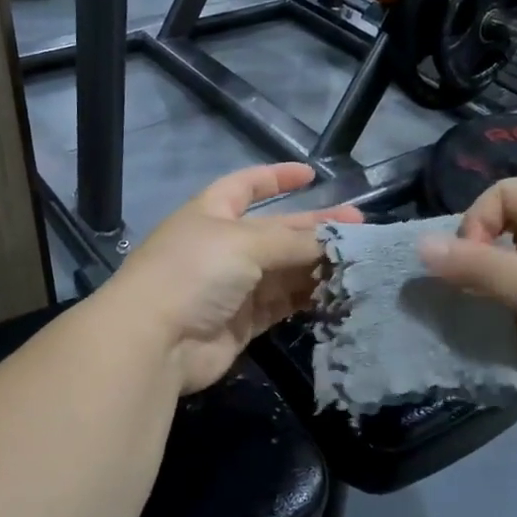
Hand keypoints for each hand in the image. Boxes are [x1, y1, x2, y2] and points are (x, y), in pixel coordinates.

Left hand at [104, 162, 362, 394]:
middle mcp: (222, 246)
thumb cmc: (194, 272)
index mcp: (212, 212)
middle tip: (361, 227)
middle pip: (276, 231)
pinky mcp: (242, 322)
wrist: (156, 341)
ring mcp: (232, 286)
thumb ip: (292, 241)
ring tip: (360, 262)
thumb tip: (334, 242)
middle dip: (315, 227)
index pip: (246, 185)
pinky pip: (281, 303)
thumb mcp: (244, 243)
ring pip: (283, 270)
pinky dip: (307, 298)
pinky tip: (339, 293)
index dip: (276, 177)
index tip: (311, 175)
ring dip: (317, 265)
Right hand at [418, 178, 516, 419]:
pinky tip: (515, 344)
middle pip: (512, 231)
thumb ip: (477, 267)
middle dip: (483, 262)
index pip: (506, 194)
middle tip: (472, 295)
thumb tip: (420, 247)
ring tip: (490, 322)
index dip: (477, 222)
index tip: (468, 264)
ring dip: (498, 295)